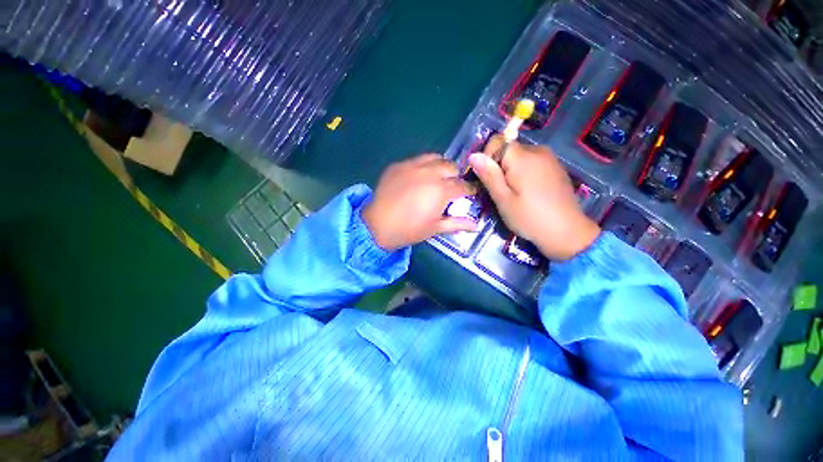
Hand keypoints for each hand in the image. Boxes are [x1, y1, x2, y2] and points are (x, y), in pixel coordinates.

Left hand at [362, 154, 477, 249]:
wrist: (377, 225)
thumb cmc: (408, 230)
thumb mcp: (434, 228)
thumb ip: (456, 223)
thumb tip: (476, 225)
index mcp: (441, 190)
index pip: (463, 185)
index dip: (470, 189)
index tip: (471, 192)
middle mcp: (429, 173)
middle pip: (451, 166)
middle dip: (454, 176)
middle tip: (449, 188)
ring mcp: (412, 166)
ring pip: (435, 158)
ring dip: (440, 167)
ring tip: (435, 179)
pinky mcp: (398, 165)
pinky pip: (416, 160)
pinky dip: (422, 166)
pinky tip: (416, 178)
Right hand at [469, 136, 600, 260]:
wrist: (567, 232)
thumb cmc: (529, 217)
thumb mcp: (503, 199)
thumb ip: (489, 175)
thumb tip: (474, 155)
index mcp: (522, 157)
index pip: (497, 142)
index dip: (489, 159)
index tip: (491, 180)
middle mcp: (538, 151)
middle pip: (509, 150)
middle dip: (500, 167)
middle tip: (502, 192)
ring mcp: (550, 158)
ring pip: (520, 157)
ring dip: (512, 171)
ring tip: (516, 194)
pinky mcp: (556, 168)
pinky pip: (533, 163)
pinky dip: (525, 173)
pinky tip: (529, 193)